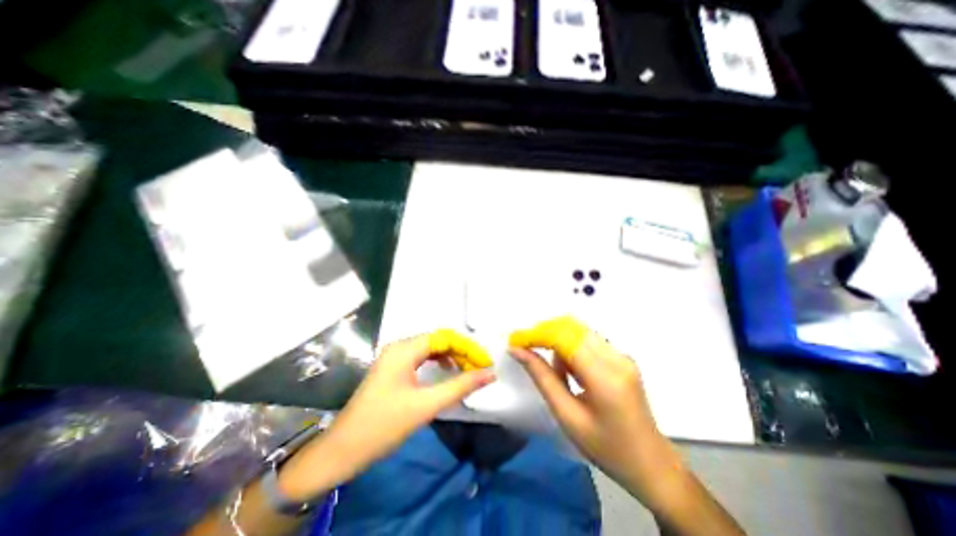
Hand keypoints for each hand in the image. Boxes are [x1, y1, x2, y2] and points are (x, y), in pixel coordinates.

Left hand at [278, 331, 493, 501]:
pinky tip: (447, 372)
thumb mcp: (426, 405)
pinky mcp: (393, 368)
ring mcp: (395, 357)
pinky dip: (438, 362)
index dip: (468, 347)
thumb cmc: (383, 425)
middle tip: (479, 368)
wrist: (342, 450)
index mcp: (404, 349)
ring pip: (430, 348)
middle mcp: (399, 346)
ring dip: (451, 356)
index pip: (444, 337)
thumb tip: (489, 374)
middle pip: (438, 340)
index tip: (485, 363)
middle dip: (461, 351)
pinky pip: (422, 357)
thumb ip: (460, 386)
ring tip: (467, 370)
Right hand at [507, 316, 746, 533]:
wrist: (651, 464)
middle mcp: (616, 357)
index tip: (515, 341)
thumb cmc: (606, 448)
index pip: (563, 338)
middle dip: (544, 334)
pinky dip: (571, 349)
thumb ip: (542, 378)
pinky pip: (588, 341)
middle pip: (571, 328)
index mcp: (604, 377)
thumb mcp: (567, 415)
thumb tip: (518, 351)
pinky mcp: (622, 357)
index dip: (536, 335)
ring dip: (558, 342)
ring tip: (556, 374)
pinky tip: (571, 373)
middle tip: (526, 350)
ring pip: (578, 332)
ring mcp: (622, 355)